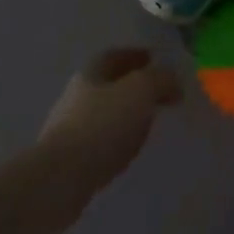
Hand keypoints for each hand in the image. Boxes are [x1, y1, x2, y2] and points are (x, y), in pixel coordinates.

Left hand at [37, 49, 181, 209]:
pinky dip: (117, 140)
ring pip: (105, 113)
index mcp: (91, 73)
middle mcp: (76, 96)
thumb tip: (172, 79)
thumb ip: (160, 78)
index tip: (157, 59)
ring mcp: (69, 128)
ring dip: (126, 114)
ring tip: (148, 123)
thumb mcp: (140, 90)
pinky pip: (100, 141)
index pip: (115, 55)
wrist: (60, 179)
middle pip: (108, 83)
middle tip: (158, 93)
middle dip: (133, 85)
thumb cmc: (102, 125)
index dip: (136, 55)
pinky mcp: (69, 159)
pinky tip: (128, 150)